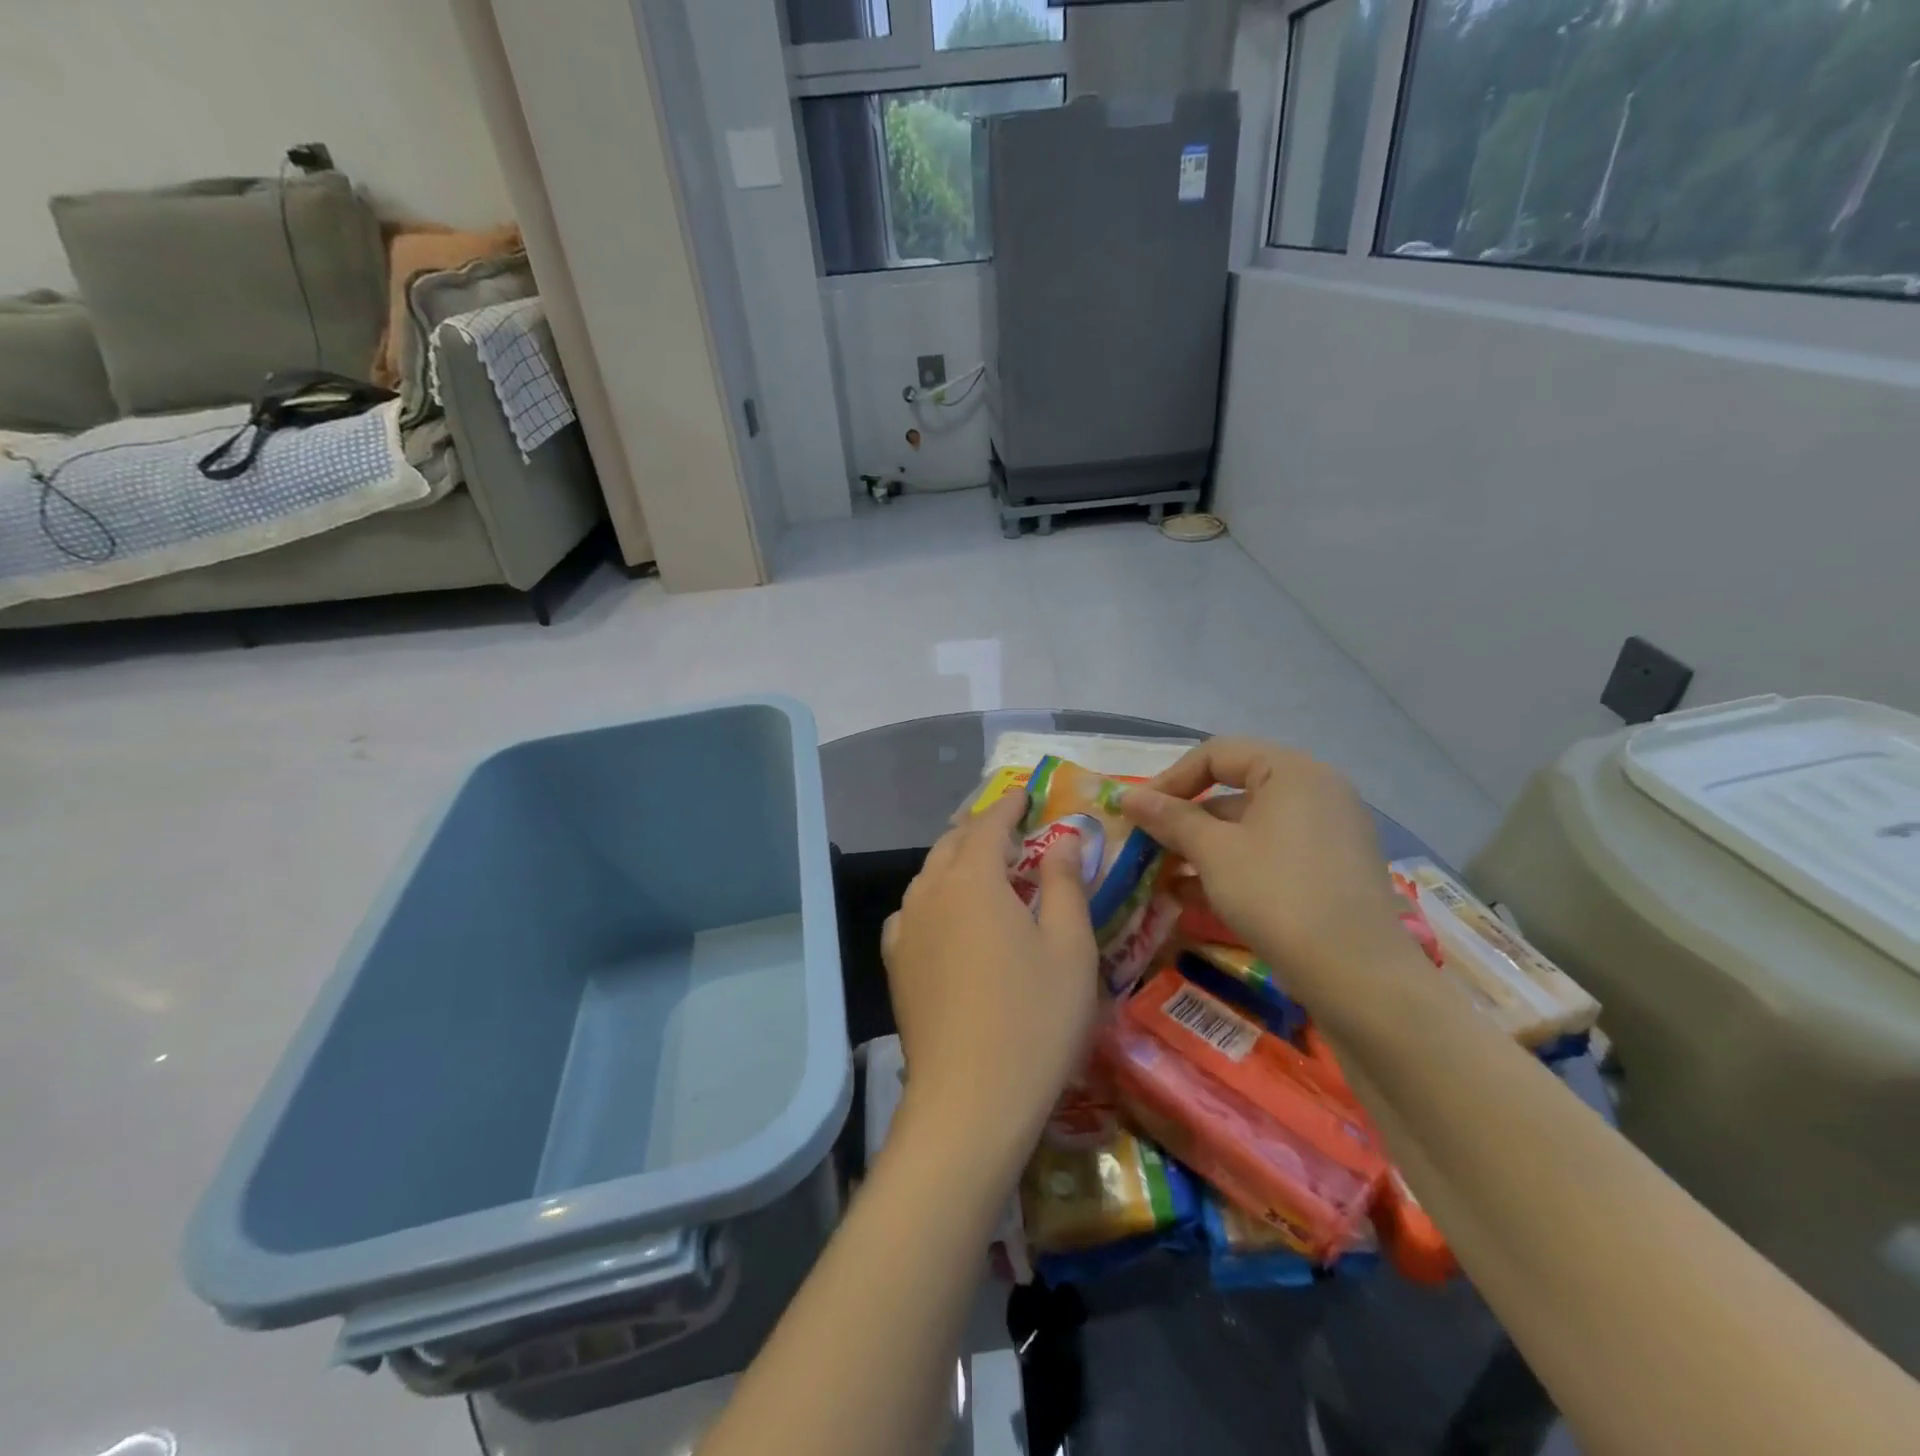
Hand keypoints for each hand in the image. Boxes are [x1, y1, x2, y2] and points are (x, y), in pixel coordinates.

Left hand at [881, 792, 1098, 1175]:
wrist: (969, 1101)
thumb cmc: (1034, 1018)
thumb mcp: (1070, 947)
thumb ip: (1065, 883)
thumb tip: (1063, 838)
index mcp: (972, 878)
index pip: (988, 824)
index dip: (1008, 805)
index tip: (1024, 793)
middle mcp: (930, 892)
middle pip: (952, 843)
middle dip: (979, 828)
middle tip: (1008, 826)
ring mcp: (906, 928)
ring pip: (929, 875)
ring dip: (955, 860)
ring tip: (981, 865)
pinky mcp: (896, 964)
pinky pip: (914, 910)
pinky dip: (934, 896)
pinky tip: (947, 915)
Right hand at [1119, 739, 1416, 1008]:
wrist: (1357, 976)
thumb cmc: (1277, 895)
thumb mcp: (1214, 852)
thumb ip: (1170, 819)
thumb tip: (1128, 797)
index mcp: (1292, 771)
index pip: (1217, 755)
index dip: (1170, 779)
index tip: (1138, 812)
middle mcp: (1316, 791)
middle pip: (1234, 790)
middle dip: (1184, 819)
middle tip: (1147, 845)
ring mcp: (1328, 833)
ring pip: (1250, 828)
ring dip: (1202, 848)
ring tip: (1163, 876)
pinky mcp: (1331, 872)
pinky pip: (1271, 855)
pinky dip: (1232, 867)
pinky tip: (1192, 897)